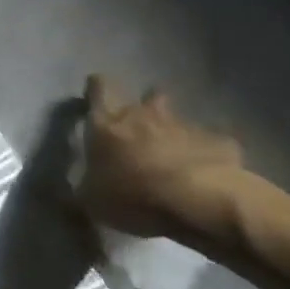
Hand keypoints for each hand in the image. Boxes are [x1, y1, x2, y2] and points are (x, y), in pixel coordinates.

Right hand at [75, 75, 245, 238]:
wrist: (199, 202)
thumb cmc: (134, 195)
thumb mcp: (92, 201)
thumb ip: (81, 191)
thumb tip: (69, 194)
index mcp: (108, 122)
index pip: (98, 86)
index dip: (97, 89)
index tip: (97, 99)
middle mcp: (144, 115)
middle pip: (147, 96)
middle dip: (146, 109)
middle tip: (143, 133)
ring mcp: (185, 127)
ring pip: (179, 121)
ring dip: (176, 134)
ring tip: (177, 159)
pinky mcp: (220, 144)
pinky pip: (212, 144)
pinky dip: (208, 155)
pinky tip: (208, 176)